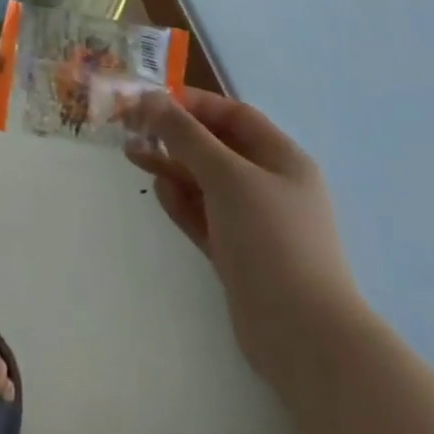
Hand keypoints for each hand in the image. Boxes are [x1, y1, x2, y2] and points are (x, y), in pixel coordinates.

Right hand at [124, 88, 363, 381]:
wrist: (302, 335)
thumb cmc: (270, 238)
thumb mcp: (226, 175)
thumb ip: (185, 135)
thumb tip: (149, 98)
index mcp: (282, 159)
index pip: (233, 115)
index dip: (193, 103)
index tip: (151, 101)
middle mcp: (270, 185)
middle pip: (216, 147)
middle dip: (174, 135)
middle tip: (131, 128)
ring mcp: (253, 221)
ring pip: (204, 181)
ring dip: (170, 165)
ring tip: (132, 155)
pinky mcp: (237, 252)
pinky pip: (203, 214)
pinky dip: (181, 200)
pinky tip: (159, 191)